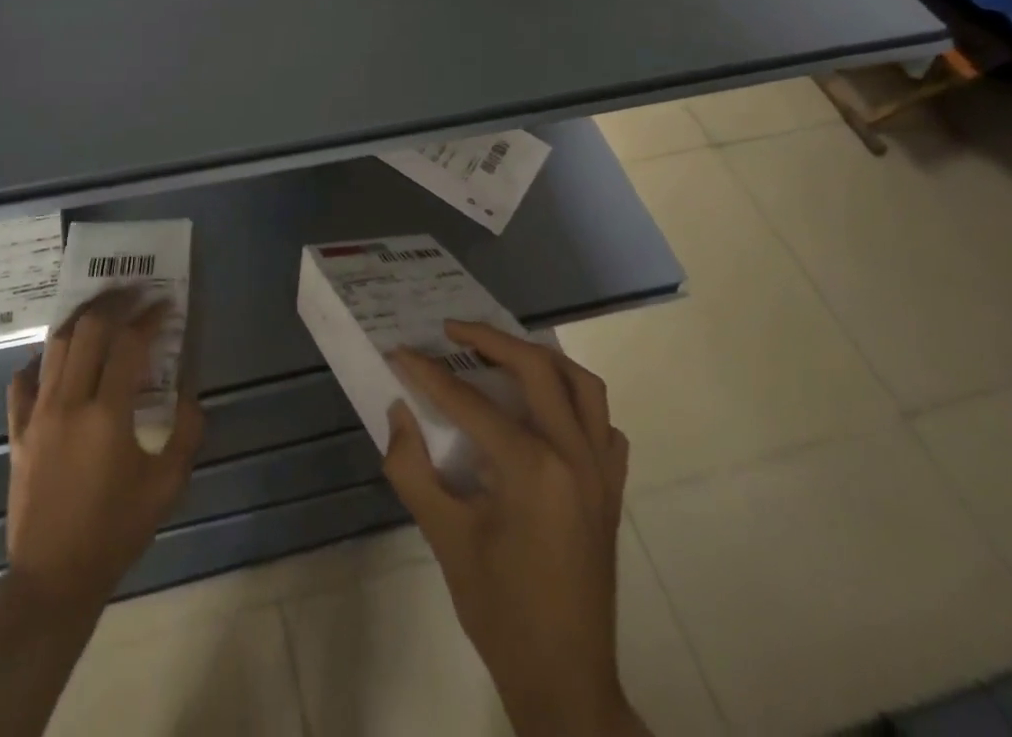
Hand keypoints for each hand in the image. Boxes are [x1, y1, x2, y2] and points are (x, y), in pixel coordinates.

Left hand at [3, 293, 204, 617]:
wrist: (54, 580)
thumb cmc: (116, 532)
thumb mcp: (167, 486)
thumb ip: (187, 432)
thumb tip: (190, 393)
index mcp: (107, 415)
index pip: (129, 344)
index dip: (150, 318)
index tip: (166, 305)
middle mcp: (69, 403)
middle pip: (88, 331)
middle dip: (114, 303)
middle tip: (134, 292)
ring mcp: (37, 415)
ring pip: (55, 346)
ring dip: (80, 320)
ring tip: (100, 307)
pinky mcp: (18, 432)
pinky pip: (22, 383)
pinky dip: (40, 361)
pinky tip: (55, 358)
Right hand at [385, 322, 644, 736]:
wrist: (564, 680)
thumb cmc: (499, 610)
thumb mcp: (443, 537)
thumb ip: (411, 467)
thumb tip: (398, 411)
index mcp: (532, 468)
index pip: (470, 401)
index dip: (429, 374)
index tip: (401, 352)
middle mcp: (574, 455)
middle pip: (536, 368)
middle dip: (490, 339)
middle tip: (452, 331)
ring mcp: (601, 471)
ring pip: (582, 384)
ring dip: (540, 359)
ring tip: (501, 353)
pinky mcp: (612, 488)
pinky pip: (603, 424)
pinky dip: (576, 402)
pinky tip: (547, 410)